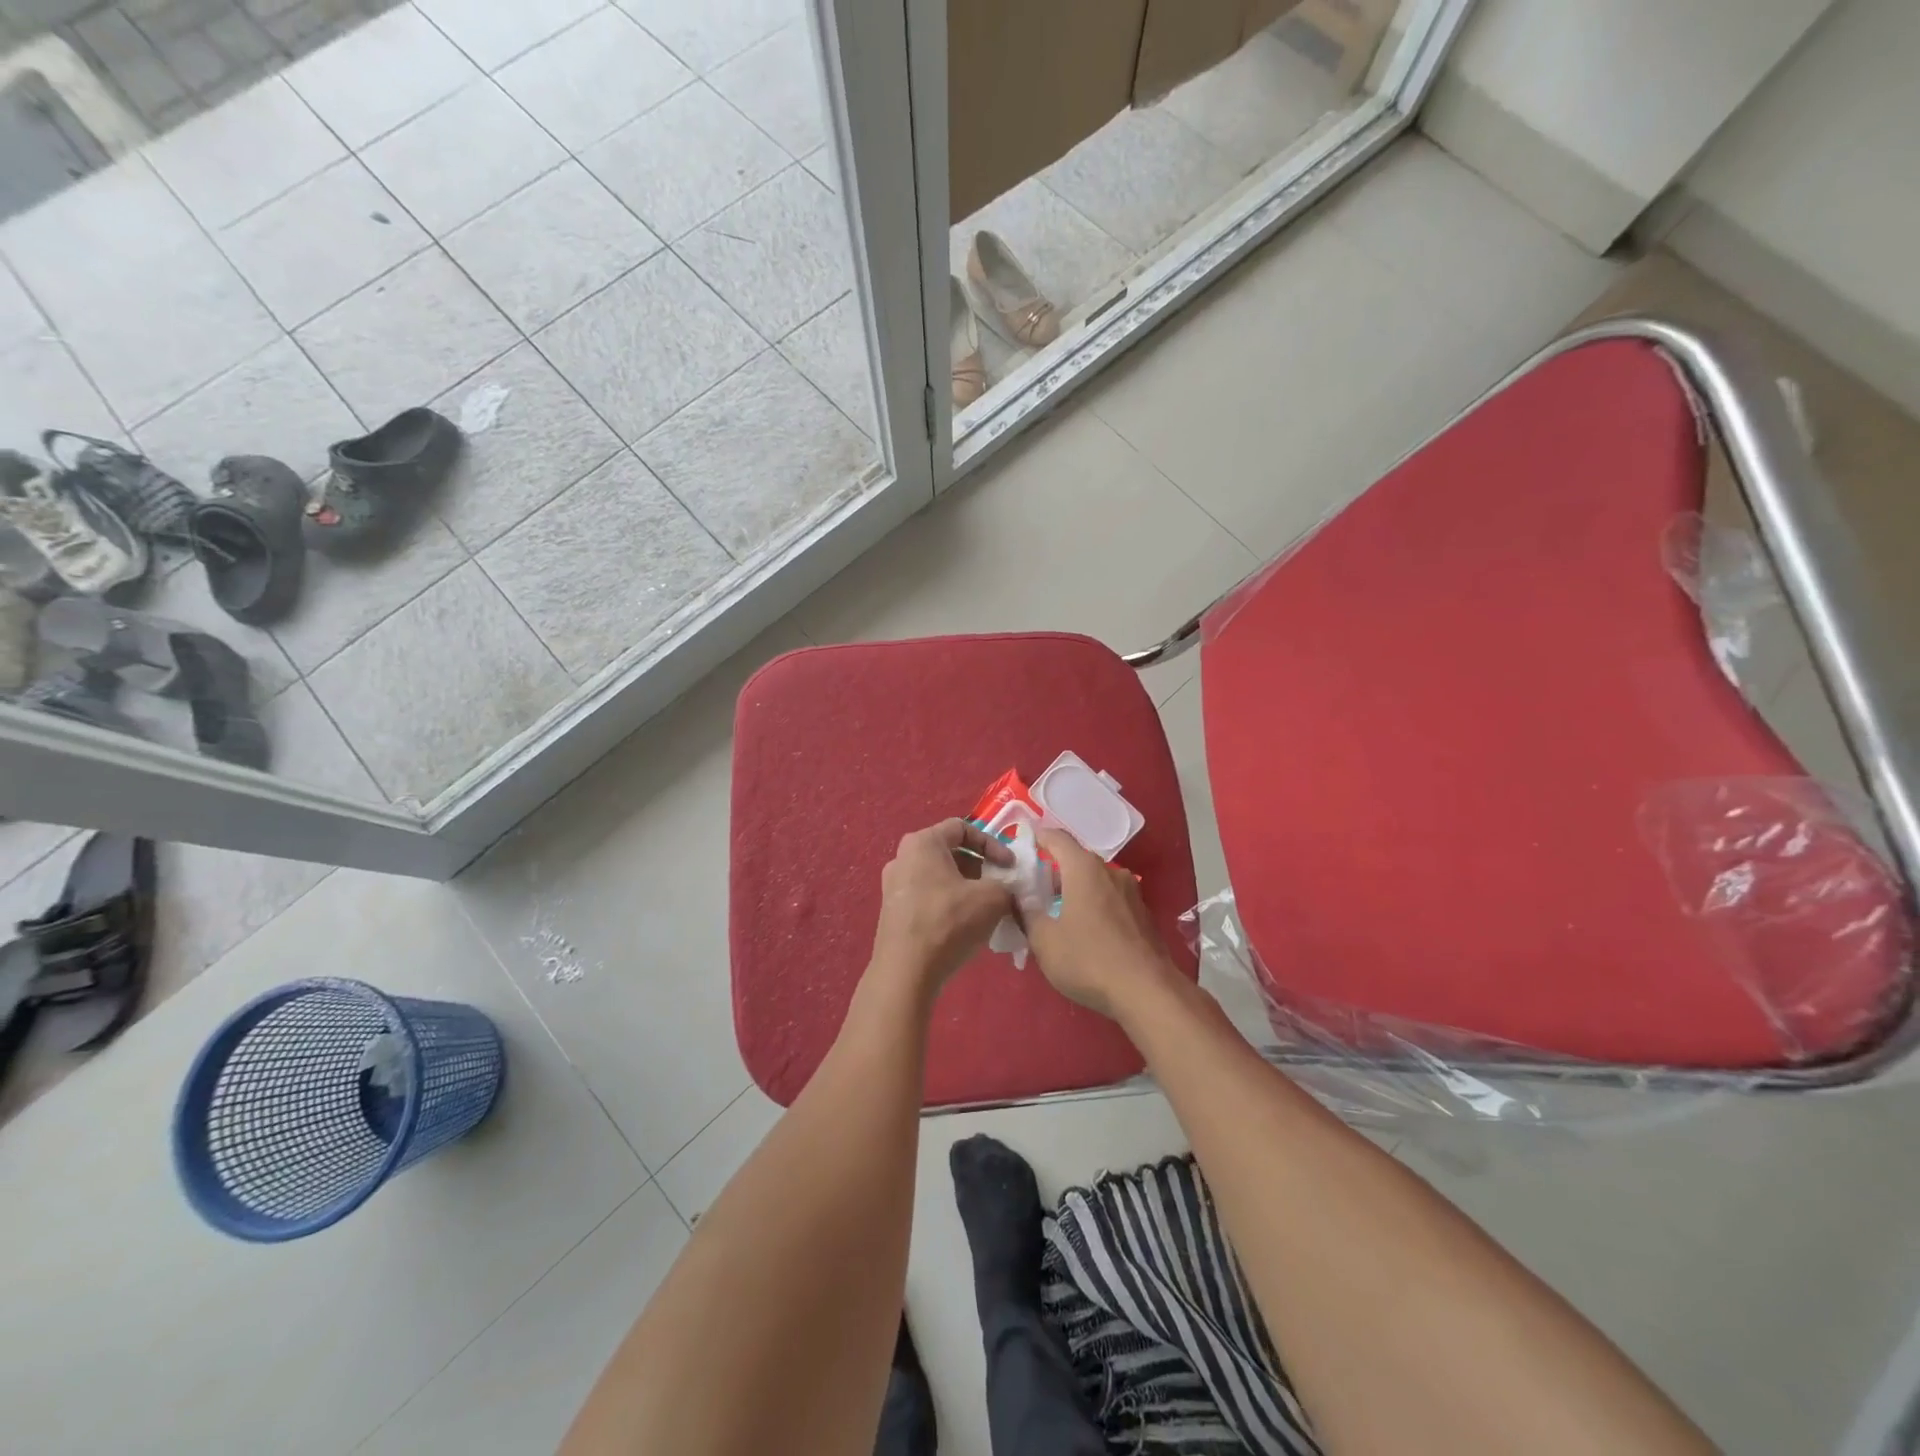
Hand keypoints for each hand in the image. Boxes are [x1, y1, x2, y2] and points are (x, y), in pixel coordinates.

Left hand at [870, 819, 1014, 992]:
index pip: (962, 828)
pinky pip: (928, 896)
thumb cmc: (948, 922)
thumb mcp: (991, 898)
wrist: (905, 971)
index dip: (992, 843)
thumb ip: (1006, 885)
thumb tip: (1007, 890)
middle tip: (1000, 886)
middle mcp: (902, 857)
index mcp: (922, 842)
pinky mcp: (892, 911)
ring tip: (986, 908)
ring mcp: (893, 885)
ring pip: (939, 876)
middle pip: (949, 852)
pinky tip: (965, 925)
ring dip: (966, 887)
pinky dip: (949, 903)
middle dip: (980, 867)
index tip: (1009, 866)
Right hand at [1022, 829, 1177, 1018]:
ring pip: (1095, 881)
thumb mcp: (1044, 941)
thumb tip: (1017, 898)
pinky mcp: (1143, 914)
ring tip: (1057, 916)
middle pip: (1076, 860)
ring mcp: (1131, 892)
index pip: (1056, 838)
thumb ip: (1026, 914)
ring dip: (1075, 891)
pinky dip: (1094, 906)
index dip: (1037, 837)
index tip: (1022, 846)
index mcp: (1083, 869)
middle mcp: (1110, 872)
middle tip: (1033, 893)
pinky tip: (1085, 933)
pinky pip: (1110, 900)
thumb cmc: (1088, 960)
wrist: (1147, 991)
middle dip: (1053, 872)